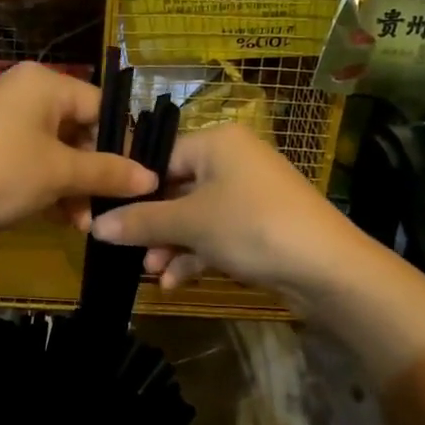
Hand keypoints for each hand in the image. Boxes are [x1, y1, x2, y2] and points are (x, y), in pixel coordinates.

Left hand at [0, 63, 157, 243]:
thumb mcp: (59, 174)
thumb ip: (108, 172)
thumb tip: (152, 177)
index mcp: (43, 83)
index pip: (100, 107)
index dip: (122, 145)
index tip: (140, 181)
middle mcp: (24, 92)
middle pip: (78, 129)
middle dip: (94, 173)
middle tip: (109, 209)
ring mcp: (3, 119)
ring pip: (56, 150)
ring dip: (74, 187)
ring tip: (85, 224)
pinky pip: (32, 160)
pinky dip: (48, 186)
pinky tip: (62, 219)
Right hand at [87, 123, 363, 307]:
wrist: (328, 269)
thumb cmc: (252, 227)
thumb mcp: (190, 223)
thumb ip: (141, 222)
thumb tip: (95, 226)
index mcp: (216, 142)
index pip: (159, 155)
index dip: (131, 188)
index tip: (103, 214)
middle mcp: (232, 161)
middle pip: (175, 188)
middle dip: (151, 225)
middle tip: (125, 250)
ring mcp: (248, 195)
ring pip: (194, 216)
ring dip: (170, 245)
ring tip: (151, 273)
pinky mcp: (258, 226)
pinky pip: (215, 234)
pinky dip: (195, 255)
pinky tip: (174, 282)